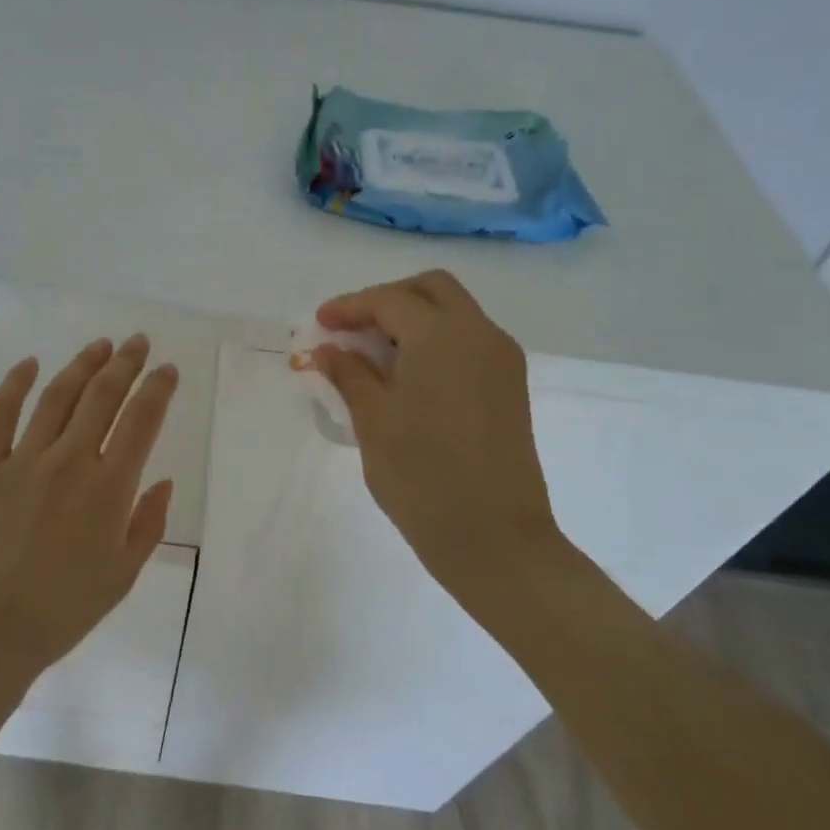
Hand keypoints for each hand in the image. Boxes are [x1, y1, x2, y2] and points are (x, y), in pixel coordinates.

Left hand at [0, 334, 179, 683]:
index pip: (142, 421)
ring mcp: (21, 460)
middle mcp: (70, 462)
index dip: (158, 388)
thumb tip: (162, 481)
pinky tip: (30, 363)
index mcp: (109, 489)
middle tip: (137, 342)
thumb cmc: (58, 614)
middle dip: (125, 363)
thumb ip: (148, 524)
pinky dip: (16, 383)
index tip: (166, 370)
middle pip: (103, 396)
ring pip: (58, 396)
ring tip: (100, 345)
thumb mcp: (121, 578)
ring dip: (82, 365)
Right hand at [312, 270, 563, 606]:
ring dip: (412, 320)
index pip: (390, 300)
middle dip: (387, 300)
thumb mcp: (373, 420)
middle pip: (432, 289)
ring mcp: (502, 360)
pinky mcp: (509, 388)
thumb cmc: (423, 476)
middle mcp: (480, 334)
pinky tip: (405, 376)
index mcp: (444, 335)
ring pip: (454, 314)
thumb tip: (328, 349)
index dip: (349, 307)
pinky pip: (467, 343)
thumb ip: (348, 374)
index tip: (319, 324)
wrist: (496, 540)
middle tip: (352, 330)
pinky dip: (434, 343)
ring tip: (372, 355)